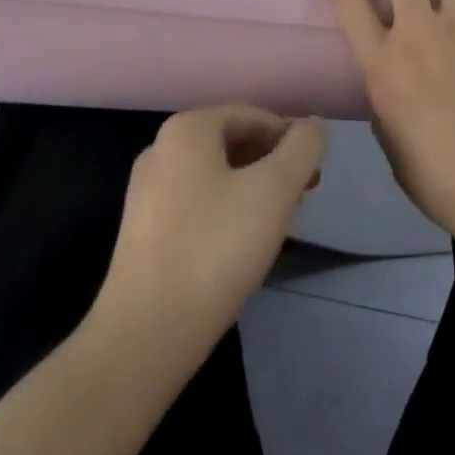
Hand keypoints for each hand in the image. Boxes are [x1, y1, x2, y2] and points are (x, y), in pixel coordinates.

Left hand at [96, 107, 325, 347]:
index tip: (313, 178)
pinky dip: (223, 212)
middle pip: (232, 143)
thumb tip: (313, 127)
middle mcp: (161, 148)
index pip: (254, 117)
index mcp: (188, 128)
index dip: (290, 141)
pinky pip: (194, 204)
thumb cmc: (215, 250)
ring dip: (250, 190)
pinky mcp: (141, 232)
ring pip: (214, 175)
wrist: (144, 338)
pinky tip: (237, 247)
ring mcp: (145, 191)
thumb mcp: (275, 192)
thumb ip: (303, 149)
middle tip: (299, 200)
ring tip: (274, 226)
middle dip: (271, 166)